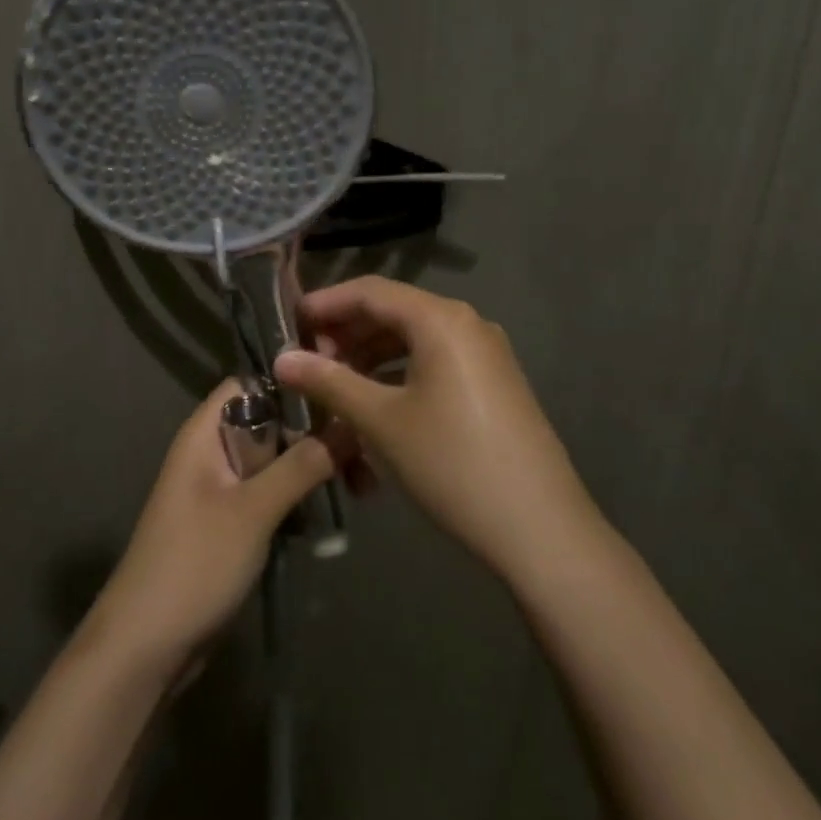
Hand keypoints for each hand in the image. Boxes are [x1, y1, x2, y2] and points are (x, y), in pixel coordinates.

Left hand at [84, 381, 340, 678]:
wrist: (146, 646)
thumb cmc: (195, 564)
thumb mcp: (252, 510)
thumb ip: (300, 465)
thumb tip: (348, 424)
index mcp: (205, 434)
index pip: (251, 383)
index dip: (293, 384)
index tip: (342, 396)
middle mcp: (212, 452)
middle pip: (270, 423)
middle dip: (315, 435)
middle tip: (364, 457)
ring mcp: (221, 490)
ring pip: (275, 462)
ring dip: (313, 470)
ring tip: (361, 488)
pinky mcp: (231, 524)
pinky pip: (271, 495)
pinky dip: (299, 499)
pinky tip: (332, 513)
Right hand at [276, 277, 596, 580]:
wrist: (539, 527)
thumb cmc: (451, 464)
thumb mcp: (381, 421)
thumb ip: (329, 382)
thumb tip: (281, 358)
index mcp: (441, 320)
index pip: (370, 292)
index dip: (325, 304)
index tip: (288, 325)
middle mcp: (467, 324)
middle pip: (393, 312)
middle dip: (346, 333)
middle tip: (307, 363)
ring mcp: (486, 354)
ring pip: (414, 340)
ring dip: (370, 356)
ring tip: (335, 386)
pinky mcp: (494, 383)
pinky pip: (436, 362)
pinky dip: (399, 373)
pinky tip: (377, 403)